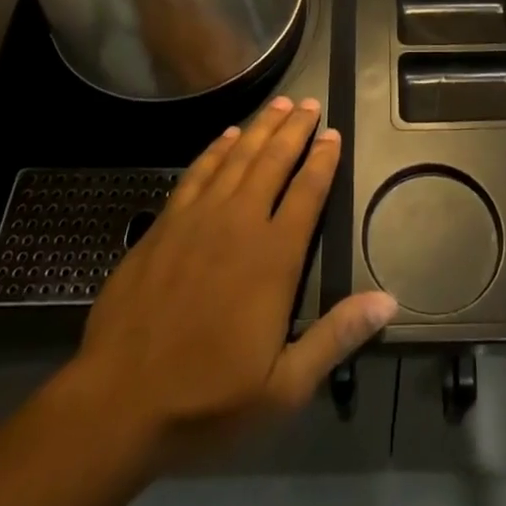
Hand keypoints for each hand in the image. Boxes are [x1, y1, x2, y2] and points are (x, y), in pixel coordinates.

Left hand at [44, 97, 396, 474]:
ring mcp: (198, 218)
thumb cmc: (206, 400)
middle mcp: (239, 223)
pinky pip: (198, 171)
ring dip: (261, 127)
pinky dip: (216, 148)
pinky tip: (226, 136)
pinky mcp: (165, 223)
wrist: (117, 402)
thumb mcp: (283, 388)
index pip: (307, 192)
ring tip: (279, 104)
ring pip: (237, 156)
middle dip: (295, 129)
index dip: (323, 160)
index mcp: (273, 257)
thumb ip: (335, 336)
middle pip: (274, 160)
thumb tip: (388, 299)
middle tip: (309, 103)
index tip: (333, 134)